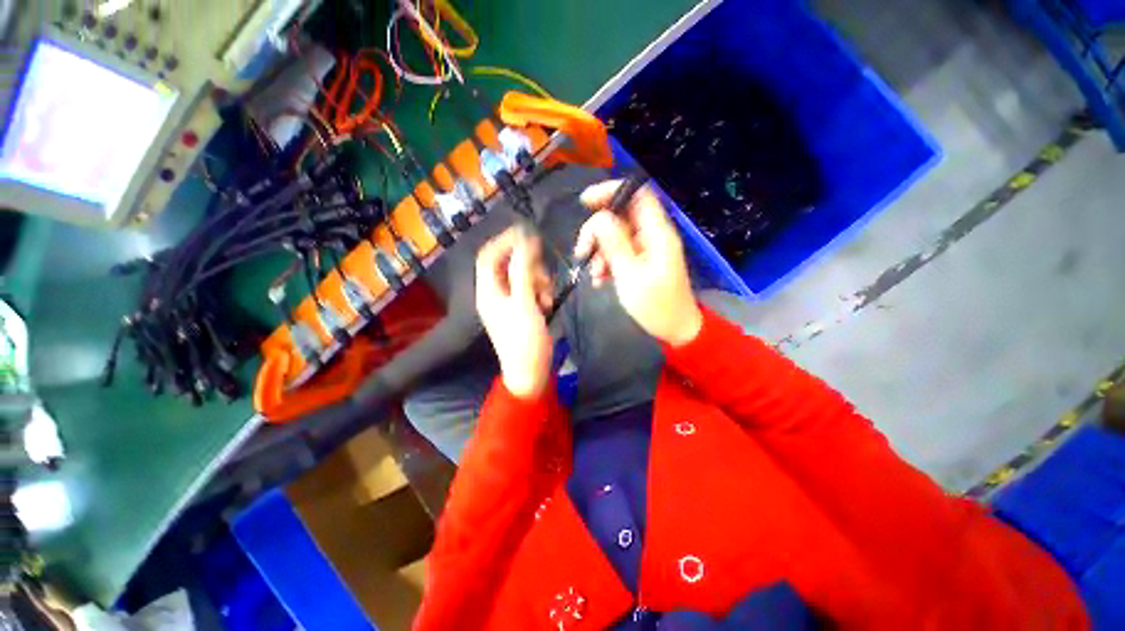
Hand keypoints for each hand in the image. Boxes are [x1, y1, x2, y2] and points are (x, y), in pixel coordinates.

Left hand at [476, 227, 554, 398]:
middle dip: (529, 267)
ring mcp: (509, 302)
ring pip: (523, 277)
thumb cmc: (524, 339)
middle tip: (543, 277)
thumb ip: (524, 270)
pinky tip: (548, 305)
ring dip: (538, 281)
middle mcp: (496, 293)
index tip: (526, 234)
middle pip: (509, 265)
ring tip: (547, 297)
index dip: (504, 241)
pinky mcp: (522, 309)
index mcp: (488, 291)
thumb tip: (524, 241)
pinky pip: (531, 290)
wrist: (530, 371)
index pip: (489, 256)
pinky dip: (541, 292)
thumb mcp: (524, 303)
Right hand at [575, 180, 702, 346]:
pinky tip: (600, 280)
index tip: (585, 202)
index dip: (611, 191)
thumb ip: (614, 244)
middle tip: (582, 251)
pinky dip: (606, 263)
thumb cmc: (656, 305)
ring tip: (595, 275)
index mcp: (656, 233)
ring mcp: (645, 250)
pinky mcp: (640, 263)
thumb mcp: (630, 275)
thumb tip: (599, 218)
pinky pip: (618, 253)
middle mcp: (651, 236)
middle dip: (597, 232)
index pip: (637, 194)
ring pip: (615, 237)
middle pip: (619, 217)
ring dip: (599, 252)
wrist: (675, 330)